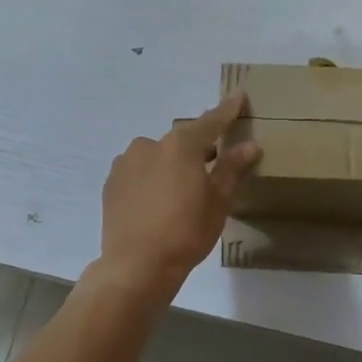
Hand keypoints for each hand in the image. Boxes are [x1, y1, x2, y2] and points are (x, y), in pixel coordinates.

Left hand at [94, 92, 260, 296]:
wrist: (136, 266)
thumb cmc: (185, 233)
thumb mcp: (218, 202)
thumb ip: (231, 168)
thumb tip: (250, 145)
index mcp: (181, 145)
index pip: (211, 121)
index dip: (228, 110)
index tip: (239, 95)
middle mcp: (150, 144)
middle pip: (182, 140)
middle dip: (198, 148)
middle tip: (213, 165)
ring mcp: (126, 162)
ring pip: (157, 155)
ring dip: (171, 164)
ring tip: (181, 190)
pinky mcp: (112, 182)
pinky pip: (139, 171)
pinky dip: (152, 177)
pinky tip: (158, 200)